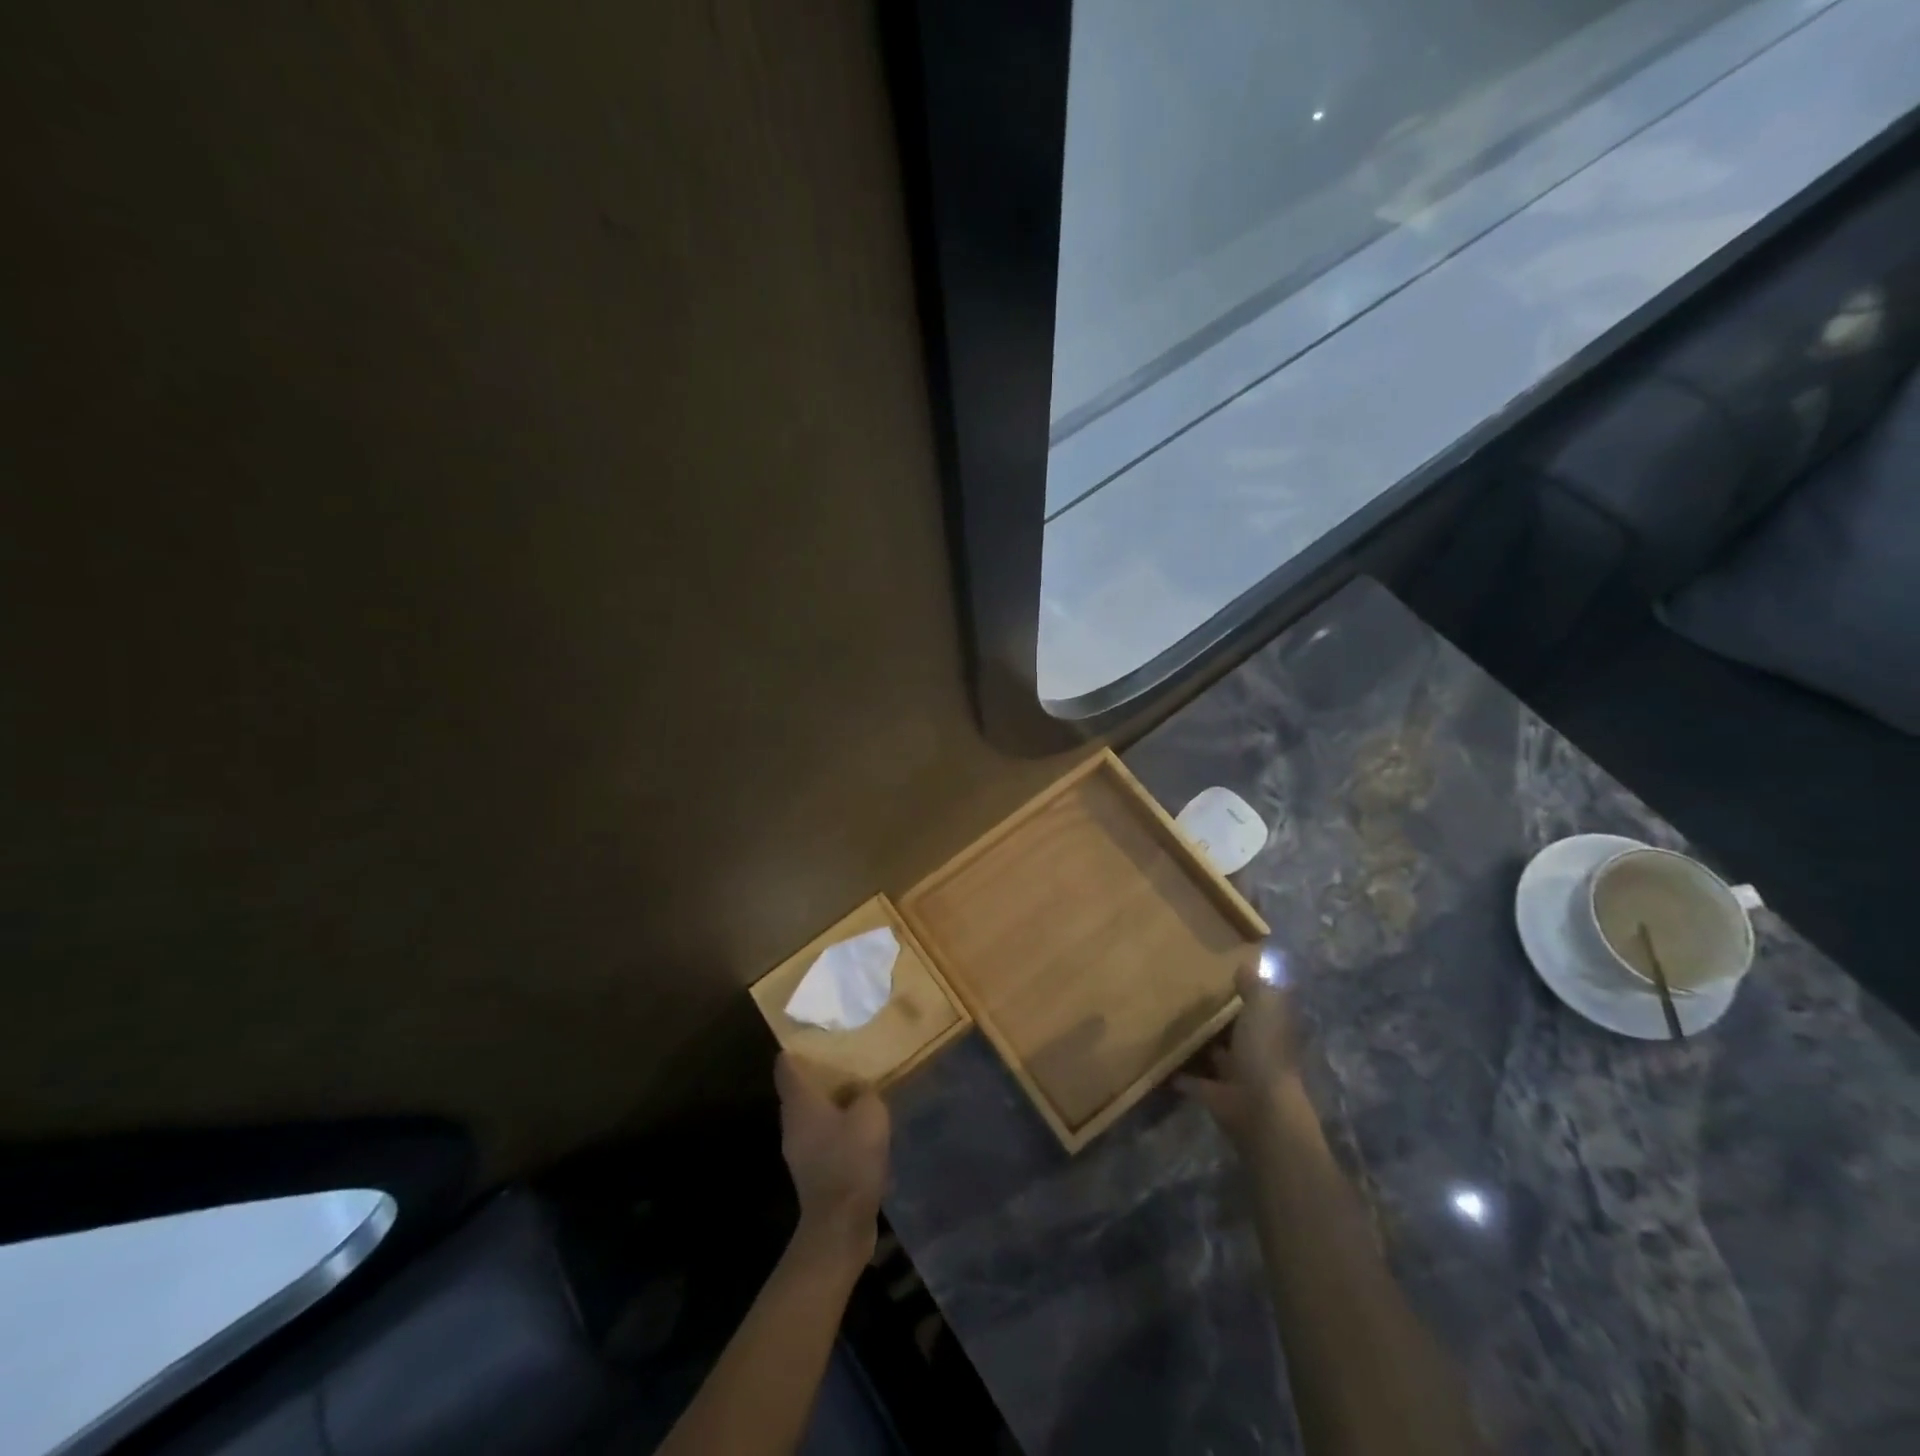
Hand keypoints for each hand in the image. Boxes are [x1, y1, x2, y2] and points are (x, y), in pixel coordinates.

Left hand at [775, 1054, 889, 1263]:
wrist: (840, 1225)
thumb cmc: (850, 1159)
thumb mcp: (870, 1114)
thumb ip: (866, 1093)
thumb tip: (862, 1089)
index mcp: (799, 1103)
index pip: (785, 1066)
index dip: (797, 1048)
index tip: (814, 1034)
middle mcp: (792, 1123)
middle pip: (799, 1089)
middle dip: (819, 1073)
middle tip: (845, 1057)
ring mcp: (799, 1149)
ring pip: (811, 1114)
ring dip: (830, 1102)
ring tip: (857, 1089)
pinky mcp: (812, 1171)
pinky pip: (823, 1137)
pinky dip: (837, 1128)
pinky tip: (860, 1127)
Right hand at [1178, 960, 1306, 1143]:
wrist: (1260, 1108)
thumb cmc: (1264, 1051)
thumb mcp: (1263, 1008)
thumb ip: (1254, 987)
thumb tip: (1246, 964)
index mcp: (1268, 1029)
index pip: (1256, 1006)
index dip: (1241, 992)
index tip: (1214, 973)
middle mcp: (1253, 1051)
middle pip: (1233, 1030)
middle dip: (1215, 1017)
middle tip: (1181, 993)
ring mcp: (1233, 1075)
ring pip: (1212, 1054)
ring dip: (1196, 1043)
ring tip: (1164, 1021)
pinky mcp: (1212, 1094)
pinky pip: (1191, 1079)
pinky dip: (1177, 1072)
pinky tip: (1156, 1056)